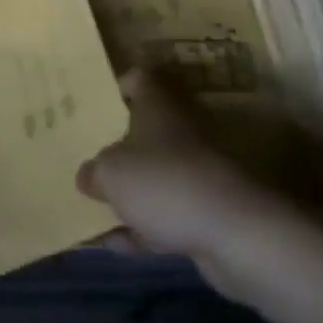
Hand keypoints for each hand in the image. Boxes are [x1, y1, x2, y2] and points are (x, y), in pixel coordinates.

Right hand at [77, 70, 300, 296]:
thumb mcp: (109, 173)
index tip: (95, 101)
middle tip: (84, 153)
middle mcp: (181, 133)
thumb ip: (93, 172)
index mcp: (158, 108)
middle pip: (145, 130)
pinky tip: (113, 243)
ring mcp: (198, 174)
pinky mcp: (208, 212)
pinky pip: (166, 215)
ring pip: (154, 175)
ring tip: (91, 203)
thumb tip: (89, 177)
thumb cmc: (163, 183)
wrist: (238, 236)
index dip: (118, 86)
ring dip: (128, 191)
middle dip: (116, 144)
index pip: (140, 79)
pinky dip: (142, 228)